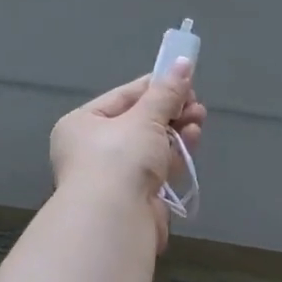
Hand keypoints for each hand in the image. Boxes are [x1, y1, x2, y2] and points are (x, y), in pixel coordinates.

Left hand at [50, 60, 207, 242]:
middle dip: (170, 111)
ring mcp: (114, 176)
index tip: (183, 78)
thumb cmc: (119, 158)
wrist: (115, 219)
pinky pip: (158, 168)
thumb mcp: (144, 118)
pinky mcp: (136, 196)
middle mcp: (93, 150)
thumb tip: (182, 62)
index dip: (154, 87)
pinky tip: (193, 139)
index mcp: (82, 124)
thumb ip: (166, 92)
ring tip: (199, 117)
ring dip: (176, 130)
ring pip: (151, 146)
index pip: (122, 98)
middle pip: (138, 122)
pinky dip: (176, 153)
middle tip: (196, 102)